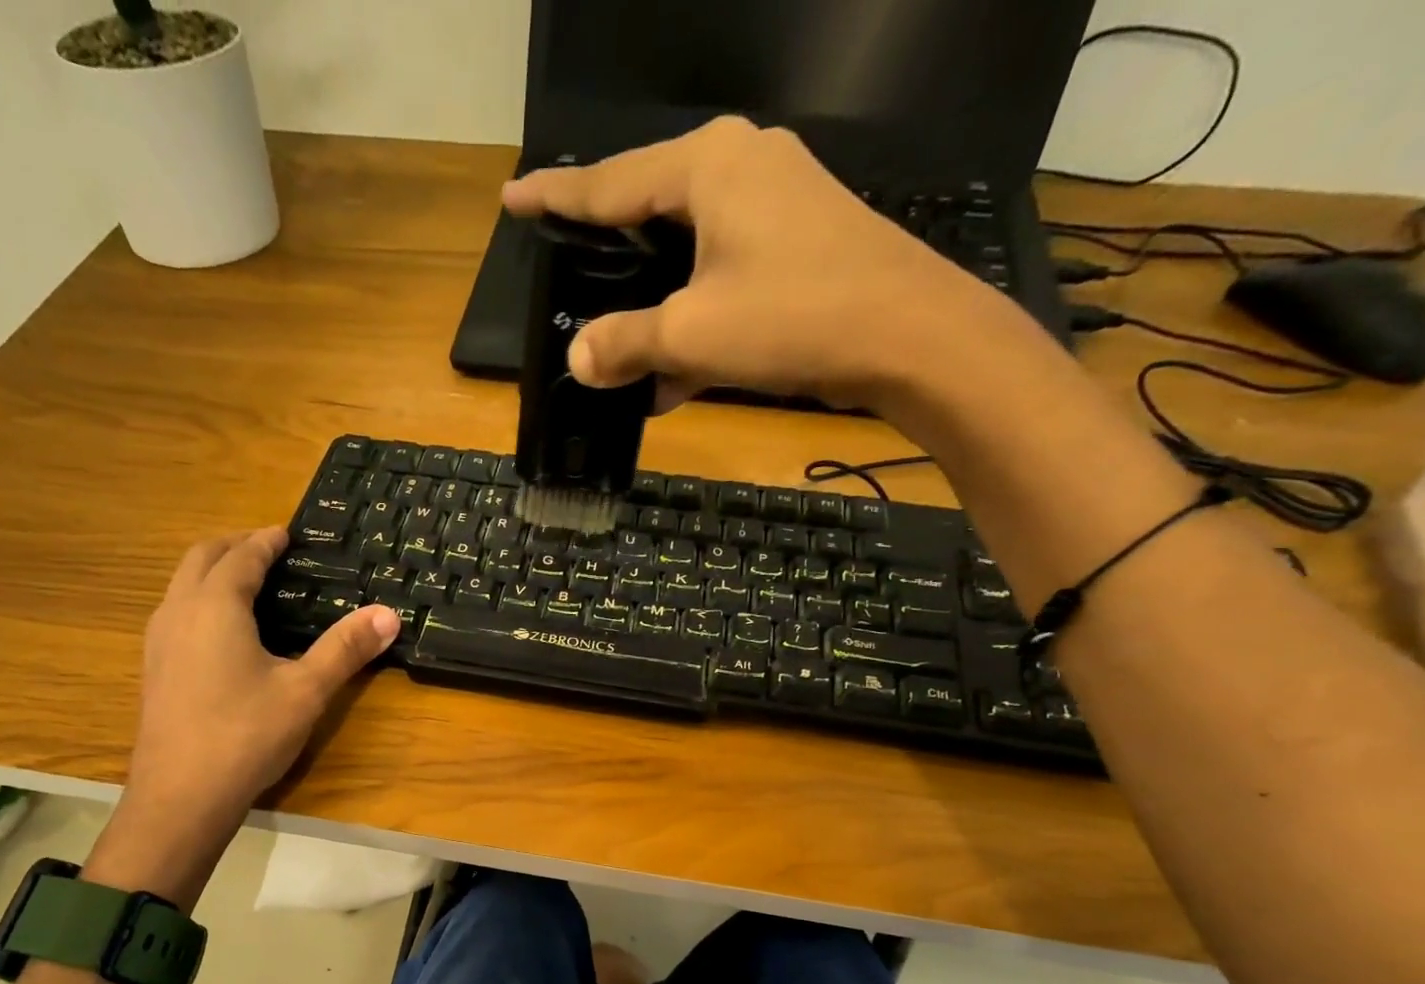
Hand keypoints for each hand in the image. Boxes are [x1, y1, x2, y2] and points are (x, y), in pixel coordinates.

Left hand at [89, 528, 398, 898]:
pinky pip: (175, 613)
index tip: (286, 533)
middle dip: (233, 546)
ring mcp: (158, 641)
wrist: (181, 797)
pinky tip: (222, 633)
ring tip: (247, 584)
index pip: (241, 556)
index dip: (265, 541)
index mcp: (215, 606)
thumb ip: (345, 648)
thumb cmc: (246, 735)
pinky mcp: (153, 669)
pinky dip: (200, 600)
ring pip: (182, 585)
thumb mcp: (306, 691)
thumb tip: (388, 614)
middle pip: (200, 558)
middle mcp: (179, 612)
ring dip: (212, 571)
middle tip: (267, 549)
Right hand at [501, 116, 1008, 411]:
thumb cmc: (793, 317)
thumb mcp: (691, 335)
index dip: (557, 196)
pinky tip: (672, 376)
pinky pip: (723, 273)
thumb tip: (577, 360)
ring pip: (687, 249)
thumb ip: (625, 343)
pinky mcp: (799, 241)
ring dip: (652, 303)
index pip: (609, 182)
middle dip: (607, 249)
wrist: (911, 337)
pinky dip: (694, 318)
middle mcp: (742, 165)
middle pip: (649, 209)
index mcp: (707, 166)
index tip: (513, 197)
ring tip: (615, 339)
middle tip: (564, 265)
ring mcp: (777, 201)